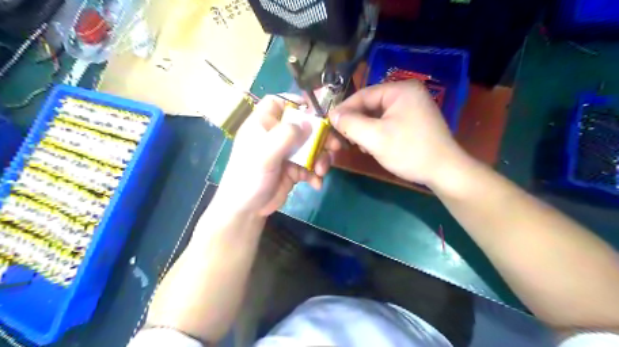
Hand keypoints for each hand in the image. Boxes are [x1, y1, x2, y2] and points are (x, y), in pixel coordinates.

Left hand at [216, 94, 342, 216]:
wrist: (247, 210)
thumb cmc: (249, 176)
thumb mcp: (265, 153)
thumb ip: (286, 135)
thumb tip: (309, 123)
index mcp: (263, 125)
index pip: (277, 103)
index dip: (295, 103)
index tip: (315, 112)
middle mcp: (276, 136)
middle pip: (303, 126)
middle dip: (320, 137)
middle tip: (335, 146)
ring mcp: (287, 153)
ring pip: (311, 147)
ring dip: (320, 158)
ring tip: (321, 171)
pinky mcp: (294, 170)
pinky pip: (310, 166)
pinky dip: (315, 174)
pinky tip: (316, 183)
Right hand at [331, 80, 466, 186]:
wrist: (444, 172)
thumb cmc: (409, 151)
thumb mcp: (375, 137)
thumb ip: (350, 124)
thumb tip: (332, 115)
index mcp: (400, 90)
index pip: (363, 94)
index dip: (344, 109)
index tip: (329, 123)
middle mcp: (406, 94)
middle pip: (370, 105)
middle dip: (354, 122)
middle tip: (341, 138)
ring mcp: (411, 108)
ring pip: (376, 116)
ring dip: (363, 130)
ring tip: (356, 145)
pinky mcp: (413, 122)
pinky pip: (386, 123)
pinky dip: (375, 133)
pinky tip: (370, 147)